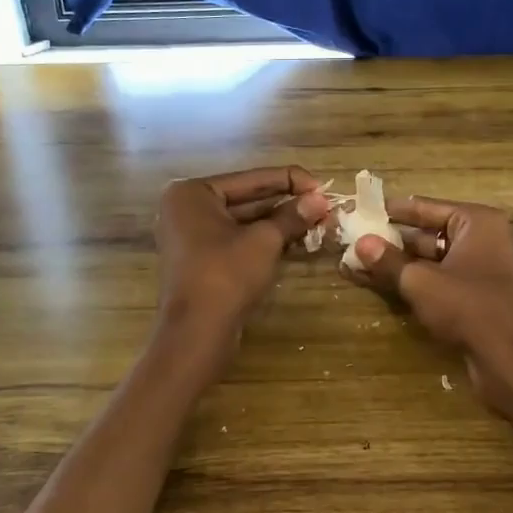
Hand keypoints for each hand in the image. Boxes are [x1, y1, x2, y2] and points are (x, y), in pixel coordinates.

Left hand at [154, 166, 329, 367]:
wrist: (197, 332)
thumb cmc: (226, 275)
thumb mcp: (264, 241)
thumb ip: (292, 216)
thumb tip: (321, 200)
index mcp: (193, 193)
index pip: (252, 179)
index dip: (291, 181)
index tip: (323, 186)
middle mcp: (187, 209)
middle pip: (247, 199)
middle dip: (287, 203)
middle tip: (325, 205)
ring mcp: (191, 236)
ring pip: (244, 222)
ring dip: (280, 222)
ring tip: (319, 220)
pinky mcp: (202, 261)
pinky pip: (237, 240)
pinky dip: (265, 239)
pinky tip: (297, 239)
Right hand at [346, 195, 512, 415]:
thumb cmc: (470, 308)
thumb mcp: (421, 283)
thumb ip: (389, 261)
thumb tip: (360, 243)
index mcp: (478, 222)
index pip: (427, 207)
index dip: (393, 210)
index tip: (364, 210)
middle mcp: (486, 239)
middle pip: (430, 234)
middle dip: (393, 241)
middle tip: (357, 242)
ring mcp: (487, 269)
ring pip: (435, 261)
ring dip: (401, 265)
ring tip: (361, 265)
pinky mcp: (482, 297)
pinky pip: (444, 281)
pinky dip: (418, 283)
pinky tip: (385, 287)